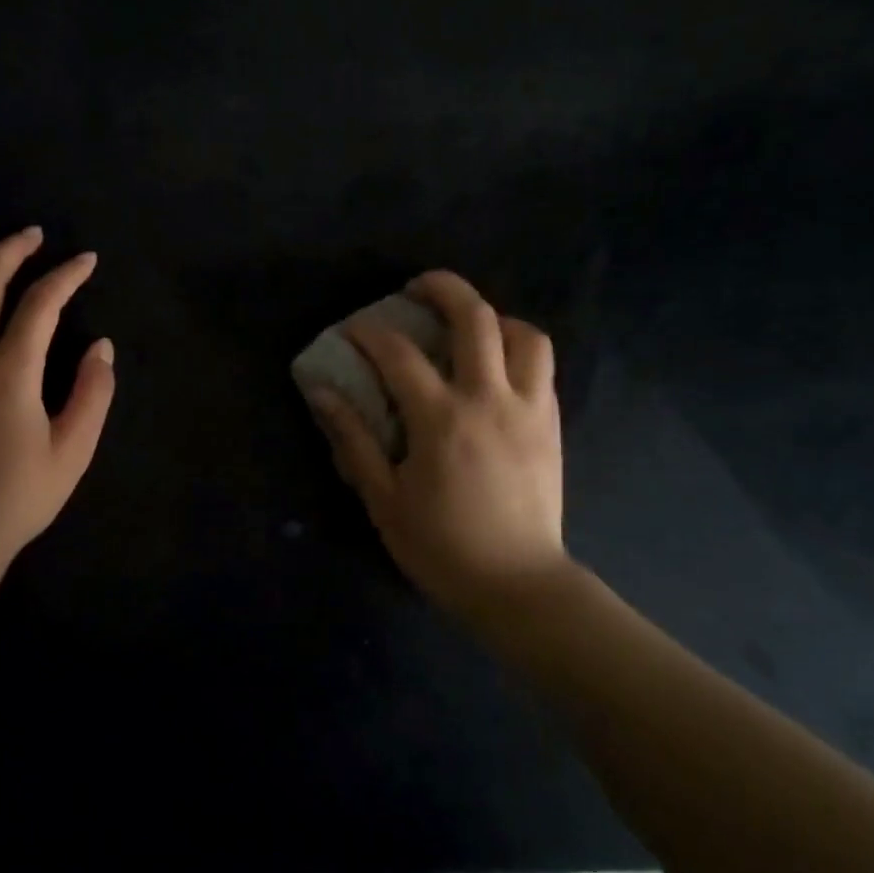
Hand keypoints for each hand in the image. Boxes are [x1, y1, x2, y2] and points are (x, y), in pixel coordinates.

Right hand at [309, 271, 569, 618]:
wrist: (518, 584)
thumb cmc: (441, 546)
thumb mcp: (383, 499)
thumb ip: (352, 440)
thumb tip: (321, 393)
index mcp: (441, 419)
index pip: (398, 353)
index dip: (369, 332)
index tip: (351, 330)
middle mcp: (489, 398)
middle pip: (475, 318)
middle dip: (443, 288)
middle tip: (417, 288)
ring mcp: (529, 408)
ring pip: (524, 334)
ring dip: (493, 317)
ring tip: (469, 326)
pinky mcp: (552, 423)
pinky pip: (542, 365)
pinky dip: (517, 348)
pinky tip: (495, 366)